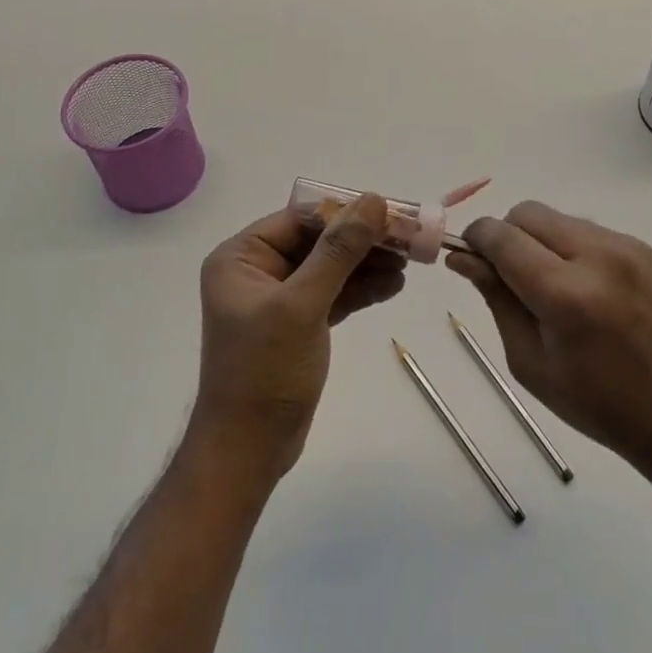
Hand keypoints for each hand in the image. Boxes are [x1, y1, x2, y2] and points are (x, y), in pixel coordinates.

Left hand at [191, 194, 404, 483]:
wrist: (248, 451)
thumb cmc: (265, 371)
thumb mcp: (303, 305)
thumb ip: (339, 250)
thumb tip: (372, 201)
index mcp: (242, 257)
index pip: (301, 218)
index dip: (347, 212)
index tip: (391, 212)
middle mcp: (257, 271)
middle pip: (319, 241)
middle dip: (363, 240)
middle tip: (408, 239)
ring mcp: (278, 299)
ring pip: (330, 267)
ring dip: (368, 264)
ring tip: (409, 263)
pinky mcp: (298, 324)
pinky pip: (333, 294)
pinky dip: (361, 289)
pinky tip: (393, 286)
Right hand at [447, 202, 651, 481]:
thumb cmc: (596, 403)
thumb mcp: (530, 361)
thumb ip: (496, 300)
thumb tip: (462, 258)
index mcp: (566, 295)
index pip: (502, 237)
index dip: (476, 240)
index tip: (468, 257)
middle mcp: (597, 257)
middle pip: (527, 214)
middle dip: (507, 236)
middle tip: (510, 277)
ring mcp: (625, 246)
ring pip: (556, 218)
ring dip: (538, 240)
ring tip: (550, 286)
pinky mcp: (641, 247)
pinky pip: (585, 229)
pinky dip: (568, 246)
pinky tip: (582, 286)